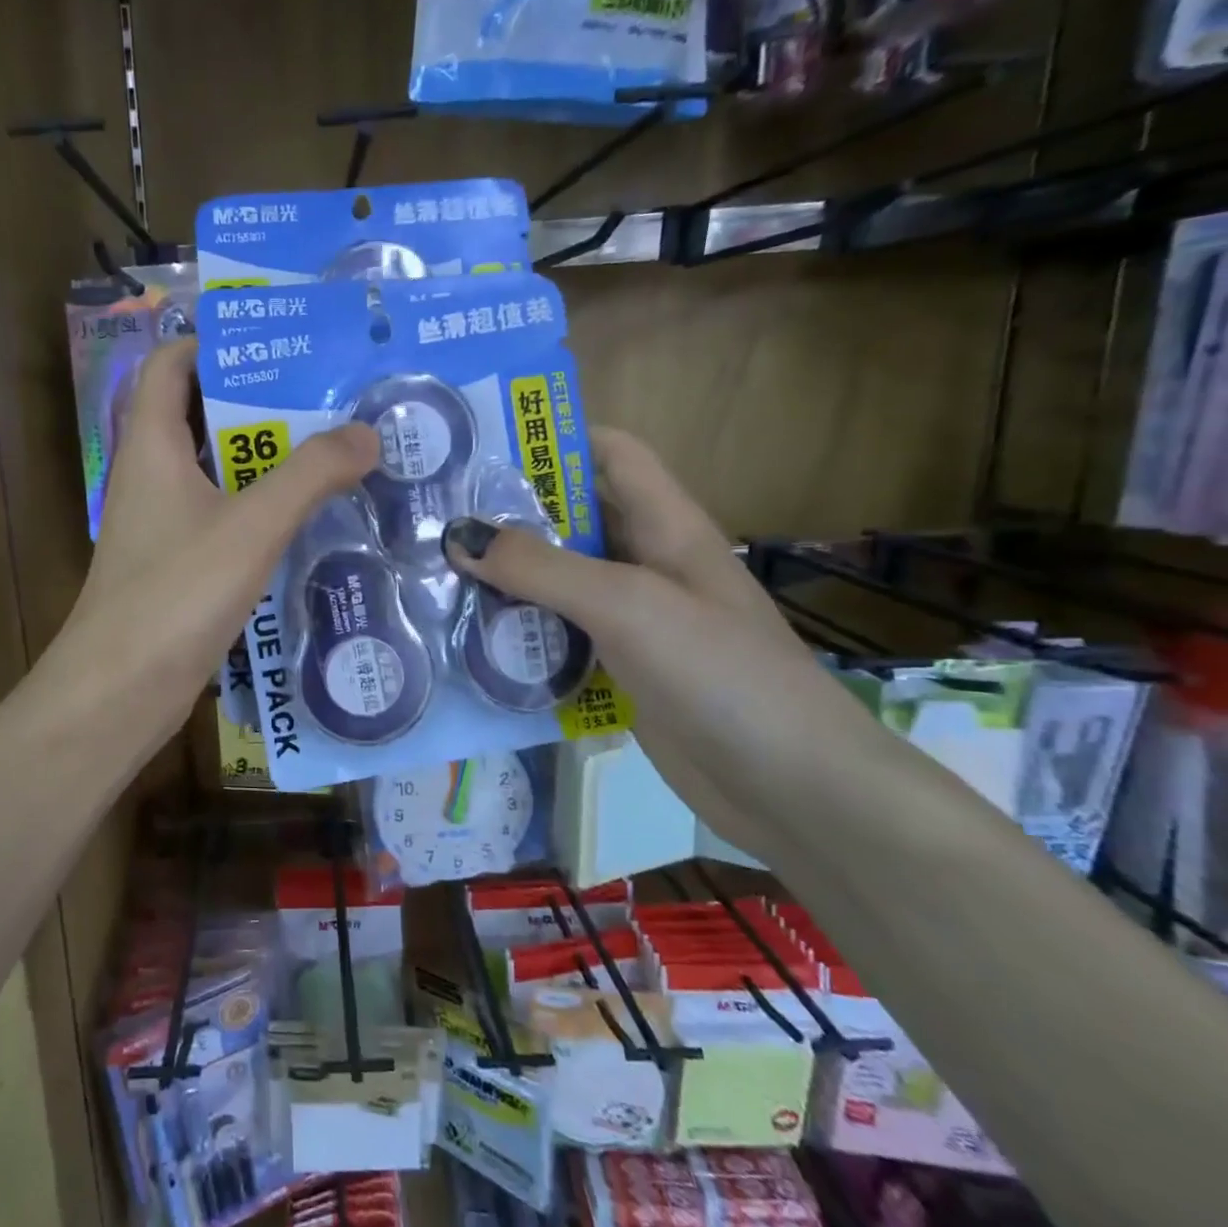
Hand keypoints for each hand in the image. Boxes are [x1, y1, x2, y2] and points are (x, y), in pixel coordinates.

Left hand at [59, 340, 378, 742]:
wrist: (119, 692)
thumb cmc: (175, 595)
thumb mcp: (250, 526)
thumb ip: (310, 475)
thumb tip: (367, 431)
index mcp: (151, 445)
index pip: (170, 363)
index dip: (214, 342)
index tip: (279, 343)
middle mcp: (150, 475)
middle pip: (200, 414)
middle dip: (260, 401)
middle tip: (328, 396)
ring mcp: (161, 523)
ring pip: (216, 471)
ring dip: (266, 459)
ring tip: (332, 450)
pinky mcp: (176, 565)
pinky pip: (221, 517)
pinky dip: (259, 508)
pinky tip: (307, 520)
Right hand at [440, 429, 887, 860]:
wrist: (790, 788)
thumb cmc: (719, 673)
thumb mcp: (627, 604)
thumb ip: (541, 567)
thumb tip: (459, 536)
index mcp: (666, 526)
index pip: (612, 454)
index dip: (557, 439)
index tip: (484, 446)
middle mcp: (648, 565)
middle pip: (573, 520)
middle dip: (510, 514)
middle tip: (436, 517)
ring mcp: (634, 623)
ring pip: (559, 584)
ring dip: (507, 580)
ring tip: (437, 575)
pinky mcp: (621, 672)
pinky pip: (560, 638)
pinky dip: (520, 635)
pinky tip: (471, 642)